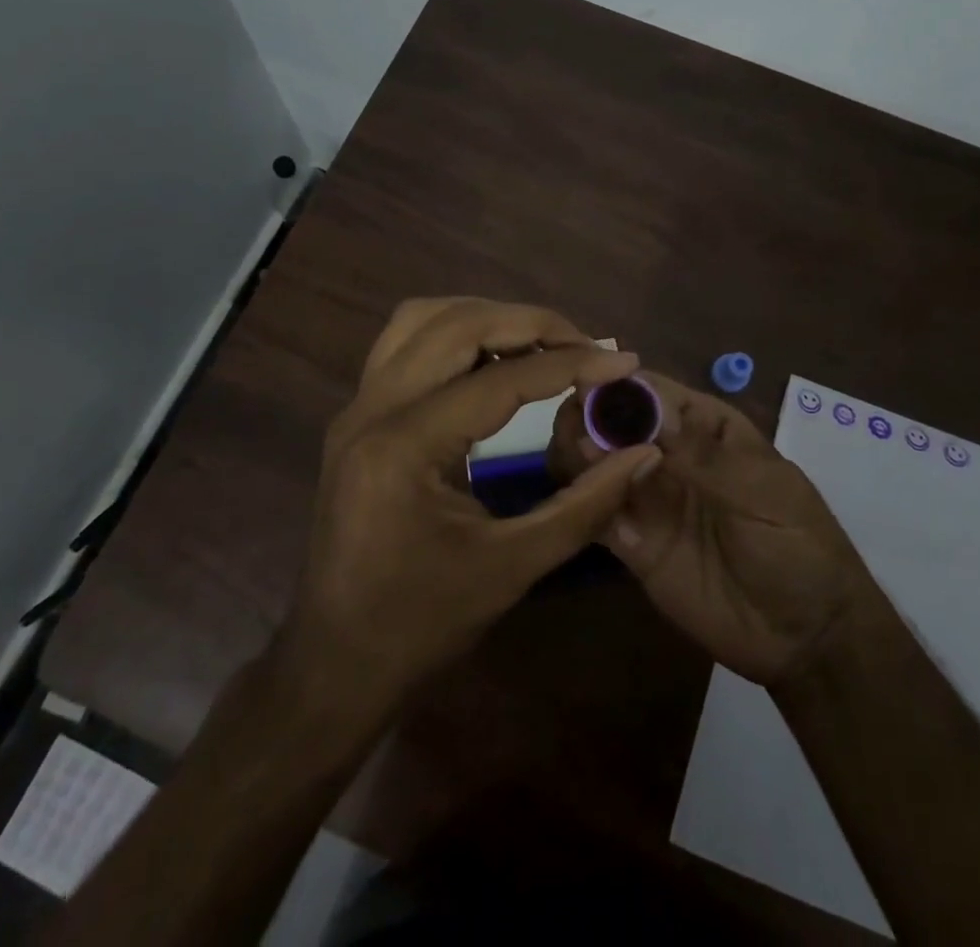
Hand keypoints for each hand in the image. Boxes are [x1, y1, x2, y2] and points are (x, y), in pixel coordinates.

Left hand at [282, 298, 659, 702]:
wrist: (335, 662)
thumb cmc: (422, 625)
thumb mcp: (513, 568)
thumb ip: (586, 505)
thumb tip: (644, 454)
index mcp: (404, 448)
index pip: (501, 381)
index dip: (571, 365)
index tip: (624, 361)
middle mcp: (371, 410)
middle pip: (456, 325)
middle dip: (529, 323)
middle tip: (585, 344)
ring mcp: (356, 407)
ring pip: (422, 319)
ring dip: (486, 318)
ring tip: (541, 343)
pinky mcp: (356, 415)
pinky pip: (405, 344)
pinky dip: (455, 335)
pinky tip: (492, 361)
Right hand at [551, 372, 882, 685]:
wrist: (806, 638)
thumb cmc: (799, 546)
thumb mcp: (763, 492)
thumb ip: (702, 455)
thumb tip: (644, 409)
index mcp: (705, 428)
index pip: (653, 393)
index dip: (619, 386)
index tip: (586, 388)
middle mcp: (668, 454)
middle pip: (615, 423)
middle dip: (590, 418)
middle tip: (574, 429)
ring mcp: (649, 499)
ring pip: (598, 463)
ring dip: (578, 454)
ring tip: (574, 461)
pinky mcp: (633, 544)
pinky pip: (597, 513)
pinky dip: (582, 501)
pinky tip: (578, 500)